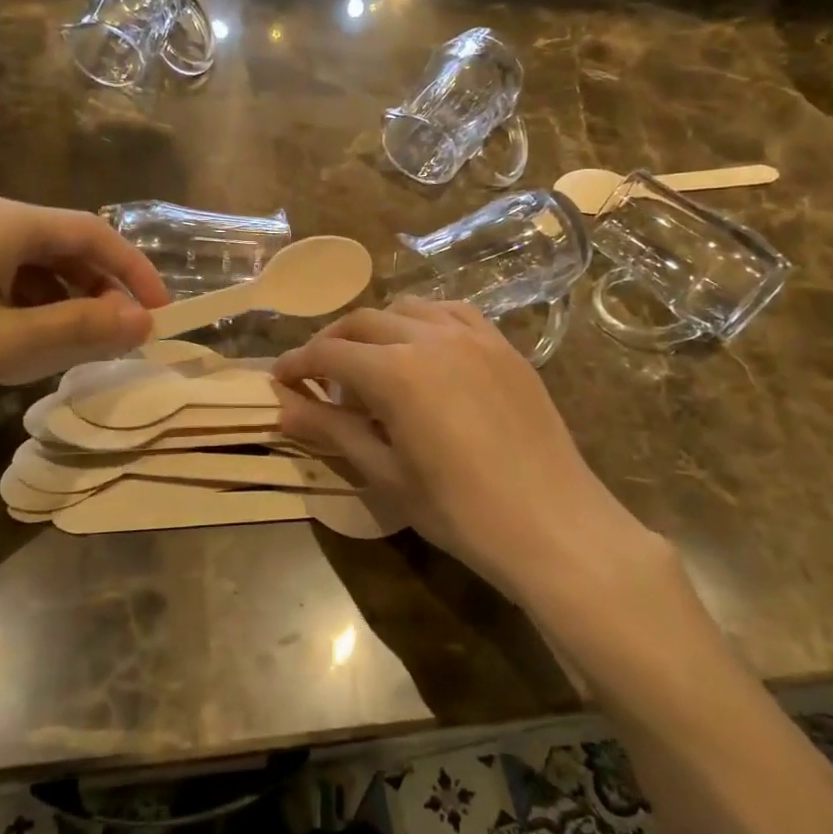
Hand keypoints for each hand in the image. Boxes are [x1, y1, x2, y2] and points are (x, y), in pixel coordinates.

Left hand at [0, 195, 169, 440]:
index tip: (160, 312)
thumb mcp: (8, 344)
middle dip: (97, 289)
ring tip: (69, 345)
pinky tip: (14, 341)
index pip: (92, 232)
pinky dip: (21, 304)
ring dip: (60, 299)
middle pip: (58, 244)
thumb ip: (83, 328)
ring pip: (24, 262)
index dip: (134, 271)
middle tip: (116, 335)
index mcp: (1, 220)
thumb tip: (145, 322)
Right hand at [272, 301, 666, 598]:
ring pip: (407, 308)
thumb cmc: (460, 512)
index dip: (298, 365)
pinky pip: (453, 313)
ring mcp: (473, 336)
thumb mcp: (386, 475)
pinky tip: (424, 349)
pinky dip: (424, 321)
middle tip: (318, 376)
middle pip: (363, 322)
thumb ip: (332, 430)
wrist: (553, 525)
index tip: (279, 380)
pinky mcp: (503, 345)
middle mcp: (430, 337)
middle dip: (332, 343)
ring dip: (377, 328)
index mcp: (396, 372)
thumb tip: (283, 407)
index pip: (329, 354)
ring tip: (371, 363)